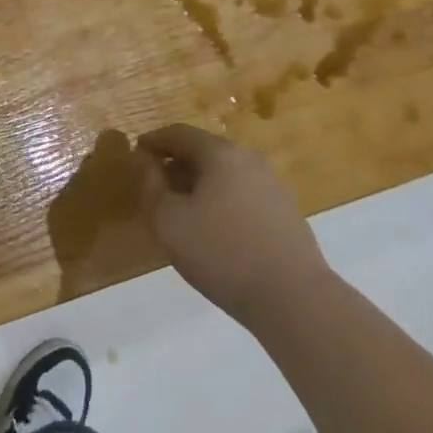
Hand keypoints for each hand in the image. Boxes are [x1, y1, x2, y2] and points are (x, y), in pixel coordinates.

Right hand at [138, 124, 329, 329]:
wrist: (295, 299)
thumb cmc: (223, 253)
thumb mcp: (169, 221)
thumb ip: (150, 186)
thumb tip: (143, 160)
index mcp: (220, 153)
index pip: (179, 133)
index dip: (154, 141)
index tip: (137, 152)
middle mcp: (249, 159)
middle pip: (204, 151)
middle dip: (177, 164)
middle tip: (156, 185)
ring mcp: (272, 185)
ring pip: (226, 174)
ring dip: (200, 184)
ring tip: (183, 210)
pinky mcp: (286, 213)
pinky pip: (243, 194)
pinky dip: (222, 200)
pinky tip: (216, 229)